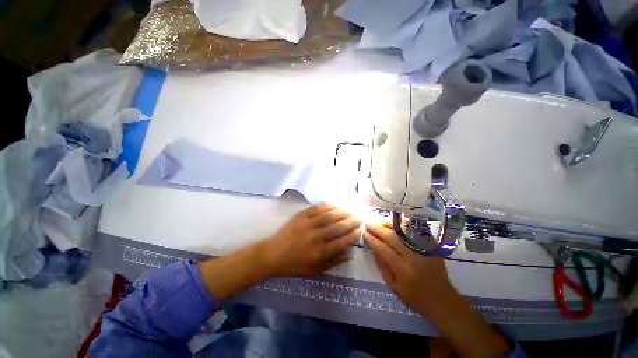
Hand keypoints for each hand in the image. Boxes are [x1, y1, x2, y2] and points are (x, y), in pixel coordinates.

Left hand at [262, 204, 361, 277]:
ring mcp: (308, 224)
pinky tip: (334, 206)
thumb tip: (349, 252)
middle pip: (338, 227)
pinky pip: (317, 208)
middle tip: (359, 218)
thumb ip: (333, 262)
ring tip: (350, 211)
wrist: (273, 254)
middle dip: (351, 221)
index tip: (360, 230)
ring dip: (342, 212)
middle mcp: (316, 237)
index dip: (353, 235)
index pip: (342, 241)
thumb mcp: (315, 270)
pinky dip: (327, 206)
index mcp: (320, 252)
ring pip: (329, 216)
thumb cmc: (295, 265)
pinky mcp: (301, 216)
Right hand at [364, 223, 509, 356]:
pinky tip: (394, 223)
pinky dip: (403, 224)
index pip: (384, 250)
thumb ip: (382, 266)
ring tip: (379, 223)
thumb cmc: (415, 297)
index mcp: (404, 271)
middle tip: (368, 224)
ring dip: (389, 224)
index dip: (373, 240)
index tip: (364, 233)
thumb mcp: (393, 287)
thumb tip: (373, 247)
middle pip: (393, 237)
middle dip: (378, 229)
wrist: (442, 300)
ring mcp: (425, 250)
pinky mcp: (431, 246)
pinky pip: (415, 230)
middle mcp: (415, 258)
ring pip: (404, 231)